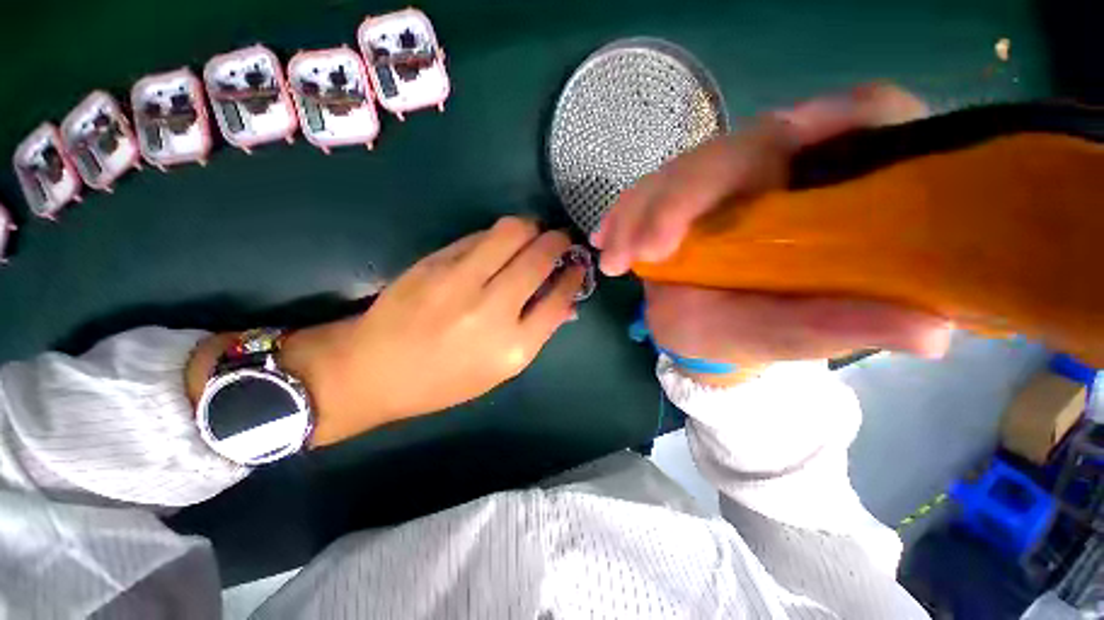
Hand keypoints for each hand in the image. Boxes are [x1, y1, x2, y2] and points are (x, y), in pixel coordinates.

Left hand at [188, 217, 583, 446]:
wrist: (373, 369)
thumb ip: (535, 331)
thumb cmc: (443, 380)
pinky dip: (499, 235)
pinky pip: (480, 236)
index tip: (577, 264)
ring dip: (531, 228)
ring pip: (512, 231)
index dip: (574, 275)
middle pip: (539, 256)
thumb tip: (565, 301)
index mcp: (513, 347)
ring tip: (533, 234)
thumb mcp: (499, 370)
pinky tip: (499, 245)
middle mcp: (492, 310)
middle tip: (561, 240)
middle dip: (559, 241)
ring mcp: (461, 281)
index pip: (560, 298)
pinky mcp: (435, 262)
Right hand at [591, 84, 951, 384]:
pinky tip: (604, 238)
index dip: (840, 114)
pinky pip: (646, 193)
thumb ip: (851, 325)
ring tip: (616, 257)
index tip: (795, 137)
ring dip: (642, 212)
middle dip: (687, 195)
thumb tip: (935, 332)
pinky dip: (623, 215)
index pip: (860, 118)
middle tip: (650, 249)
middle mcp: (773, 172)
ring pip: (680, 172)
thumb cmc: (753, 334)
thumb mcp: (800, 334)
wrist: (701, 330)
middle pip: (737, 149)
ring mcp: (716, 182)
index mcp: (824, 192)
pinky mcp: (677, 197)